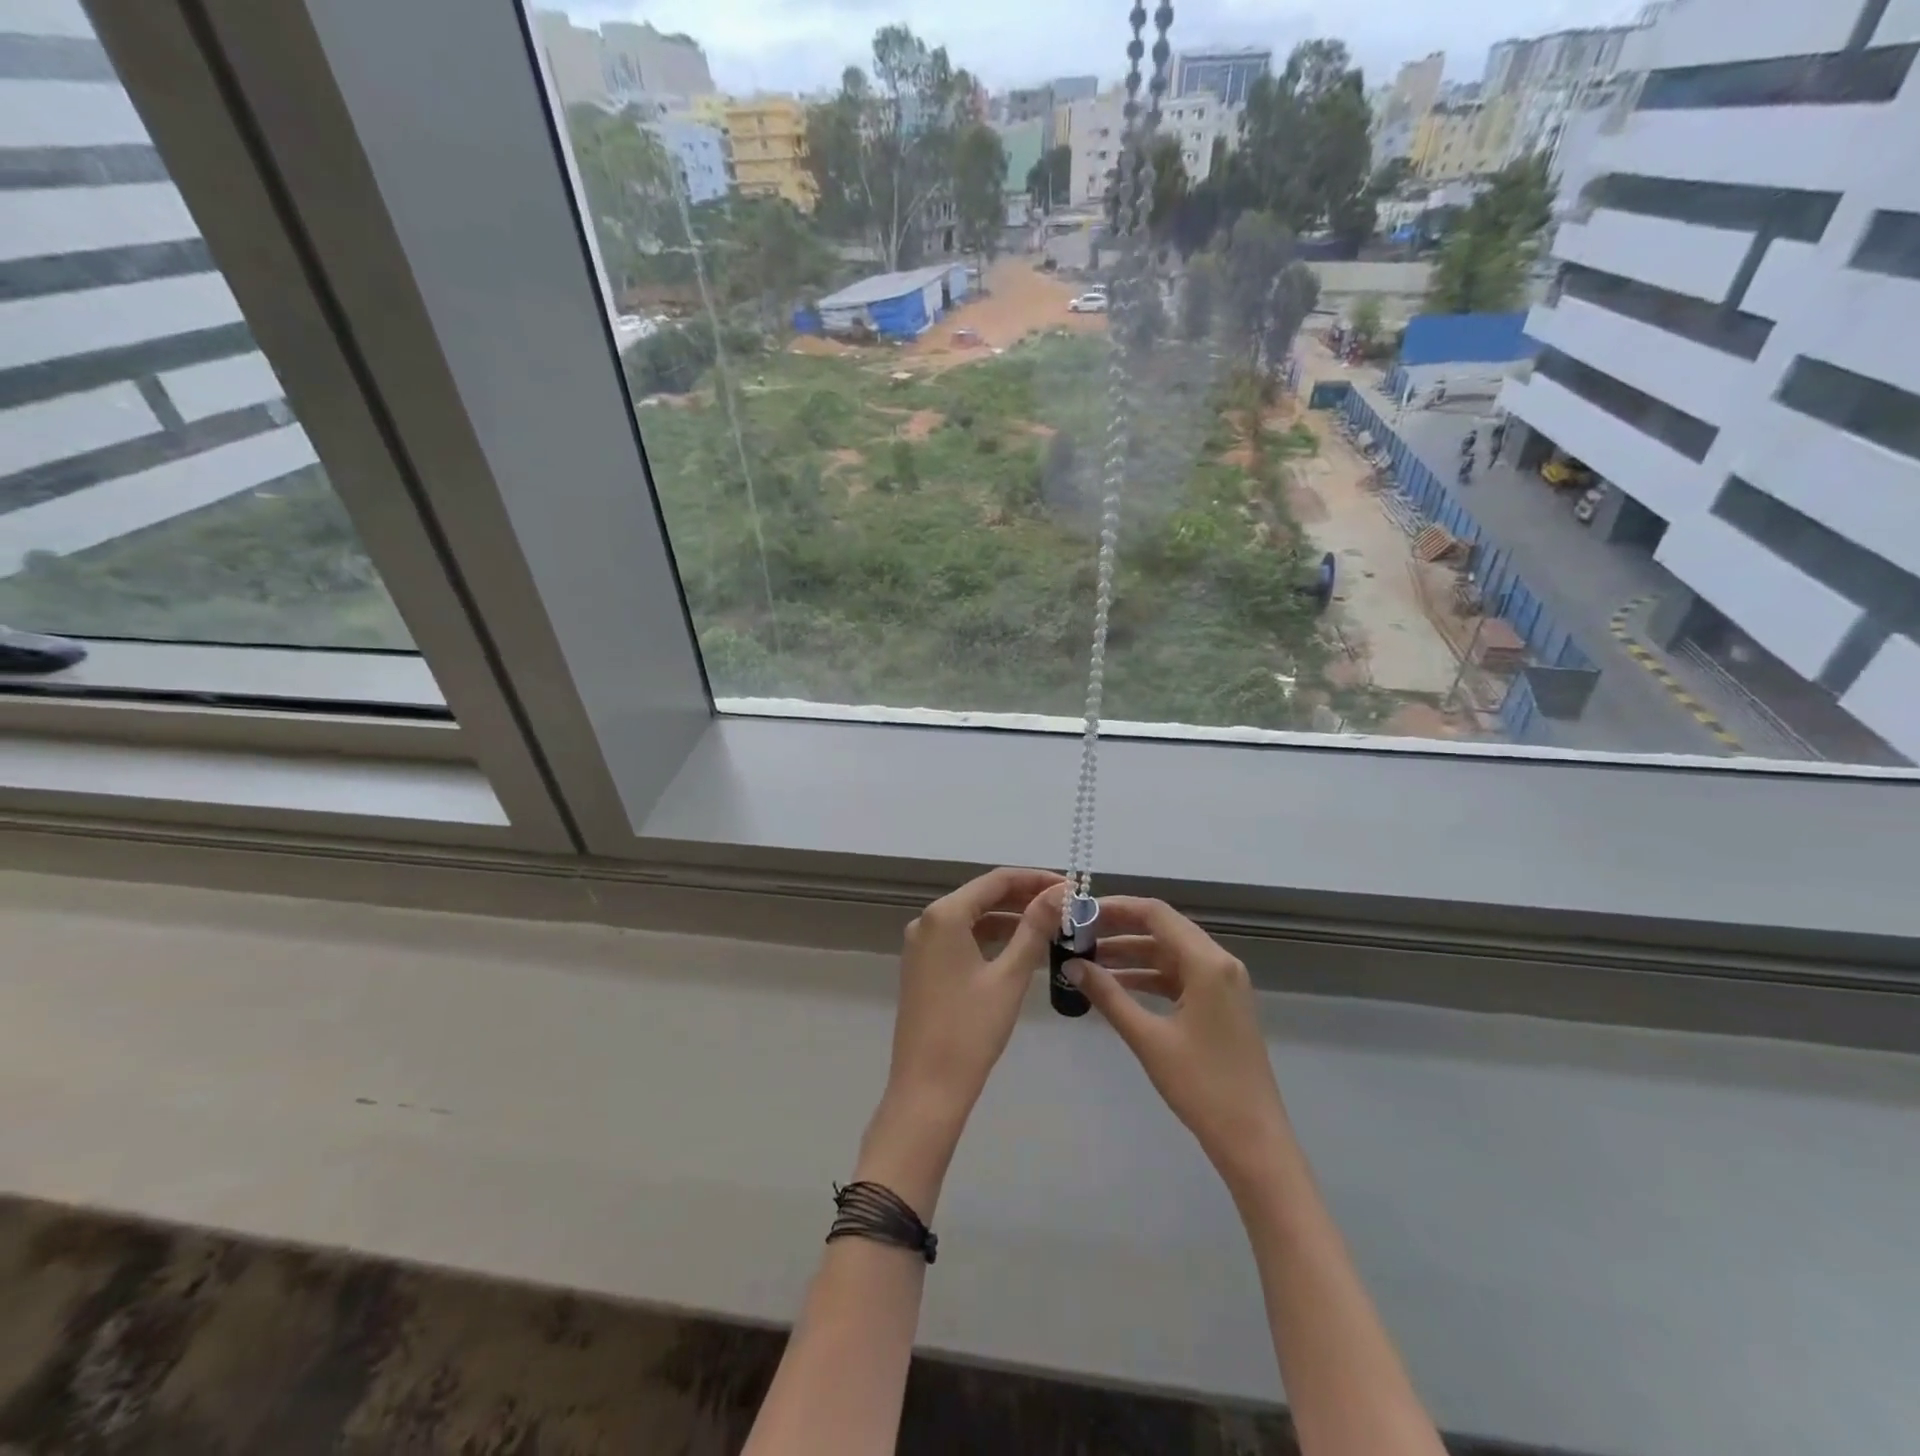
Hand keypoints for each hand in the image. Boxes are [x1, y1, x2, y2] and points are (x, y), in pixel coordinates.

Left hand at [883, 868, 1063, 1126]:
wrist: (927, 1089)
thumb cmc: (971, 1030)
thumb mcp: (1009, 976)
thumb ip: (1035, 928)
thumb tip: (1060, 893)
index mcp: (944, 915)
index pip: (996, 880)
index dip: (1035, 879)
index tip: (1070, 887)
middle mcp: (927, 922)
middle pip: (983, 896)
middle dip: (1024, 898)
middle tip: (1066, 906)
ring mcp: (922, 945)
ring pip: (973, 918)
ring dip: (1010, 918)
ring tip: (1051, 925)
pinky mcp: (924, 967)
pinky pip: (962, 939)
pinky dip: (991, 939)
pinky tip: (1020, 948)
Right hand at [1066, 897, 1289, 1193]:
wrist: (1253, 1139)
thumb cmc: (1201, 1085)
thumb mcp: (1148, 1038)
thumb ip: (1108, 995)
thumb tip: (1072, 964)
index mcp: (1207, 963)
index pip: (1156, 914)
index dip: (1116, 907)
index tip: (1080, 912)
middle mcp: (1219, 963)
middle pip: (1163, 928)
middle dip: (1120, 928)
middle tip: (1079, 933)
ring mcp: (1224, 984)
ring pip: (1170, 953)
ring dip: (1133, 954)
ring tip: (1089, 959)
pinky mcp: (1221, 1004)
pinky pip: (1180, 976)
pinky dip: (1149, 976)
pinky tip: (1117, 986)